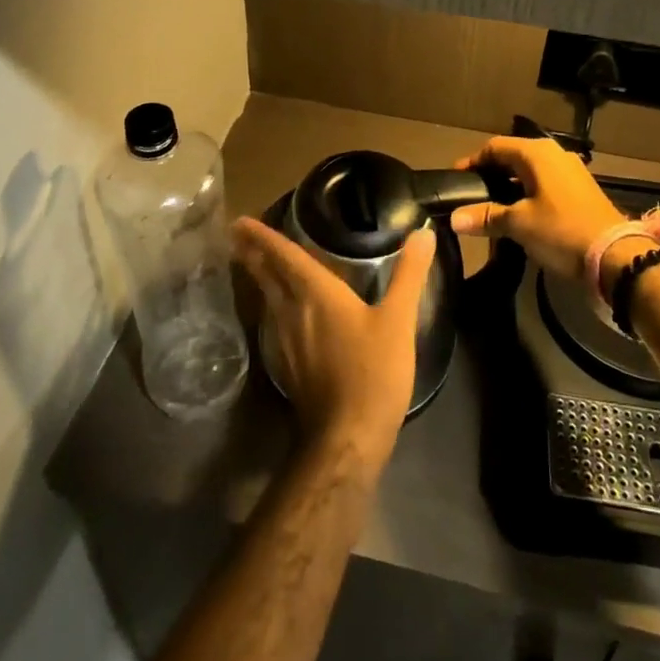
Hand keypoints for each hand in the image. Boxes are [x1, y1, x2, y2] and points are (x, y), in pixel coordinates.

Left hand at [233, 216, 434, 470]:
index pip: (285, 256)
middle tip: (236, 234)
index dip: (263, 237)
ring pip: (268, 299)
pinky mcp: (289, 364)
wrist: (347, 439)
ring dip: (259, 277)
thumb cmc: (373, 372)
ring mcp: (286, 341)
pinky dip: (270, 303)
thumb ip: (409, 274)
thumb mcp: (398, 320)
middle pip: (268, 275)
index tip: (240, 221)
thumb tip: (423, 233)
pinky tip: (277, 309)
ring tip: (253, 261)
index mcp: (316, 293)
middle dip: (253, 252)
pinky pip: (273, 320)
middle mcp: (293, 311)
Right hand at [447, 136, 628, 283]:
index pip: (494, 147)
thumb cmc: (561, 230)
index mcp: (536, 153)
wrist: (615, 256)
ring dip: (509, 186)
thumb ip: (485, 217)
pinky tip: (519, 215)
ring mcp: (570, 171)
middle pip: (512, 157)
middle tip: (471, 195)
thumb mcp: (518, 224)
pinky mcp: (580, 190)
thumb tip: (454, 218)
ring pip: (530, 172)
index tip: (455, 180)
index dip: (472, 162)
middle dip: (491, 175)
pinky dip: (527, 194)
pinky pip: (545, 184)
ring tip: (491, 207)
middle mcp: (554, 154)